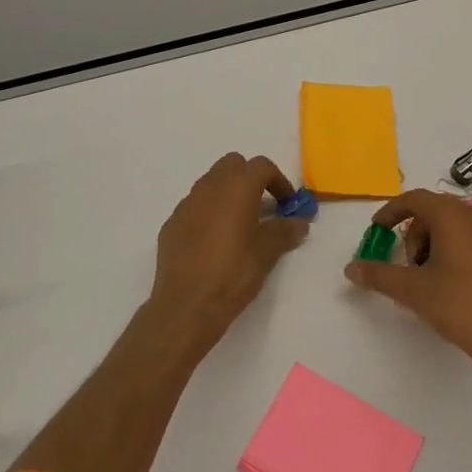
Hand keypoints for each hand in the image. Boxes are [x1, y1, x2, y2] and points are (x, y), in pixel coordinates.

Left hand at [147, 153, 309, 356]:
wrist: (186, 306)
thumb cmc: (233, 274)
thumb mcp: (267, 253)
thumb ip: (285, 231)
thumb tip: (299, 222)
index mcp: (236, 188)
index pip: (261, 166)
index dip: (279, 181)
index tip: (287, 204)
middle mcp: (208, 188)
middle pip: (232, 165)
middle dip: (250, 179)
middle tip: (264, 206)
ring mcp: (186, 205)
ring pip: (211, 183)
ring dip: (229, 194)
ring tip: (240, 225)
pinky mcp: (171, 224)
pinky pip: (195, 206)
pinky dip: (209, 212)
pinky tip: (215, 242)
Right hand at [344, 190, 471, 386]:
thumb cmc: (458, 305)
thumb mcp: (412, 290)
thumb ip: (378, 275)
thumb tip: (350, 268)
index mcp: (453, 216)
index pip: (415, 198)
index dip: (391, 211)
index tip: (377, 231)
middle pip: (433, 211)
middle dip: (413, 234)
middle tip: (406, 265)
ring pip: (453, 226)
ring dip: (432, 244)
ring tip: (427, 278)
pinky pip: (470, 239)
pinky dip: (452, 251)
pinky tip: (450, 283)